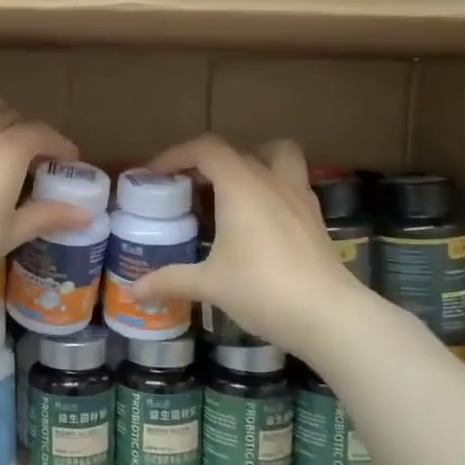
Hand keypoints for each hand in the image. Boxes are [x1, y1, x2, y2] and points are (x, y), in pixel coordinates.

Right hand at [130, 135, 366, 355]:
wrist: (330, 315)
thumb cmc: (262, 289)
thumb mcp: (209, 285)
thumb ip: (170, 280)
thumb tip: (134, 291)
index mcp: (241, 187)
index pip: (206, 149)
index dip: (176, 154)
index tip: (156, 174)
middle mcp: (272, 182)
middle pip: (238, 151)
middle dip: (209, 162)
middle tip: (189, 187)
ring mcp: (299, 198)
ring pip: (278, 157)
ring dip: (252, 163)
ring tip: (230, 192)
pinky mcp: (315, 219)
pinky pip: (291, 186)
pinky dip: (271, 190)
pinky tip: (259, 222)